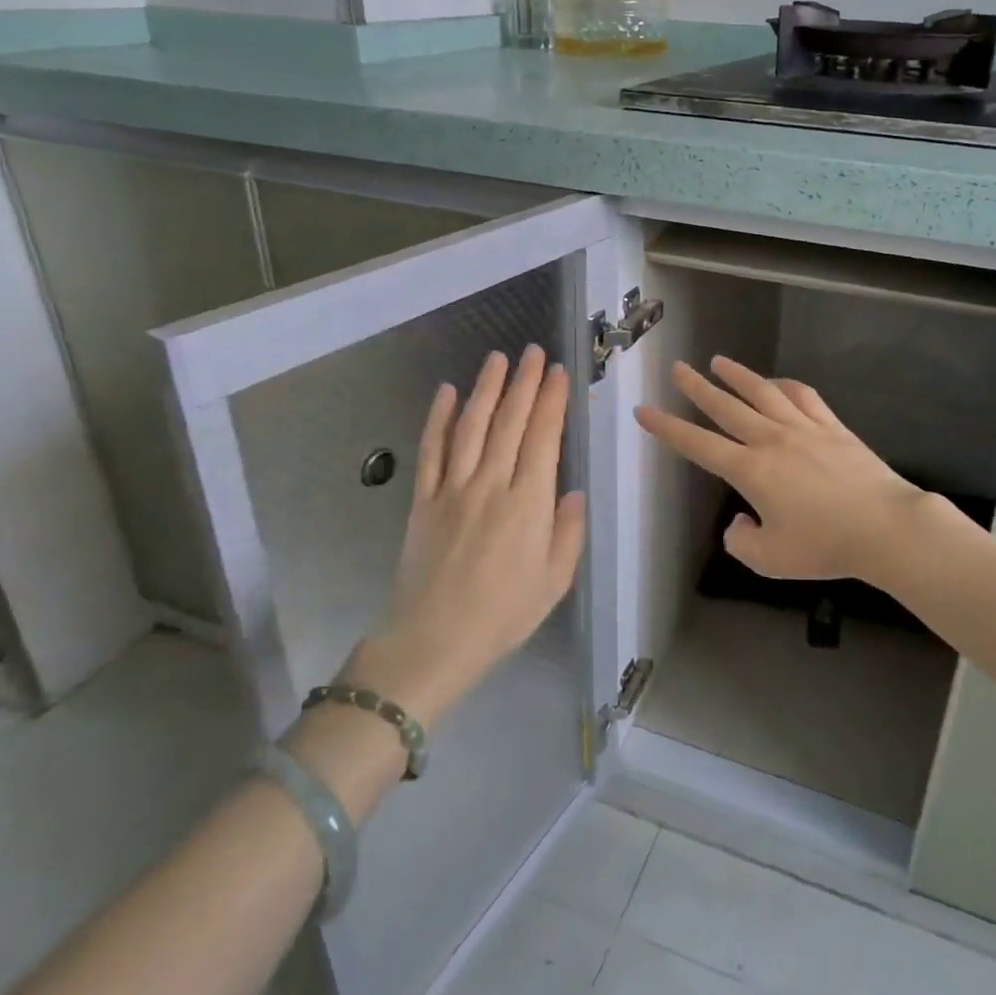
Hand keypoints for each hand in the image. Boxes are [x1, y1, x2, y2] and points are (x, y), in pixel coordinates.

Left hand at [343, 346, 586, 728]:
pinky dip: (438, 419)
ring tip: (497, 358)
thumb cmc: (503, 614)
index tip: (558, 372)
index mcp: (528, 503)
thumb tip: (572, 491)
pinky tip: (446, 393)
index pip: (543, 438)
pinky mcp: (423, 500)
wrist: (433, 642)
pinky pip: (431, 451)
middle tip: (533, 352)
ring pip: (471, 426)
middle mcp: (490, 485)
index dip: (551, 401)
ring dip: (485, 389)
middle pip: (509, 422)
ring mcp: (452, 489)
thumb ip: (568, 531)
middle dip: (524, 383)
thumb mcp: (555, 581)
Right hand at [635, 356, 934, 585]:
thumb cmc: (825, 546)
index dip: (668, 428)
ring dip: (737, 375)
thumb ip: (741, 541)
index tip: (644, 410)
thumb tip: (738, 521)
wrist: (885, 526)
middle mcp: (771, 440)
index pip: (698, 445)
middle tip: (677, 368)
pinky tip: (777, 382)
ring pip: (763, 392)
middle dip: (697, 387)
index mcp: (750, 471)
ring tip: (718, 361)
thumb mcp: (770, 559)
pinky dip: (785, 385)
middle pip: (727, 407)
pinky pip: (804, 396)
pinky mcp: (833, 427)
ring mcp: (804, 428)